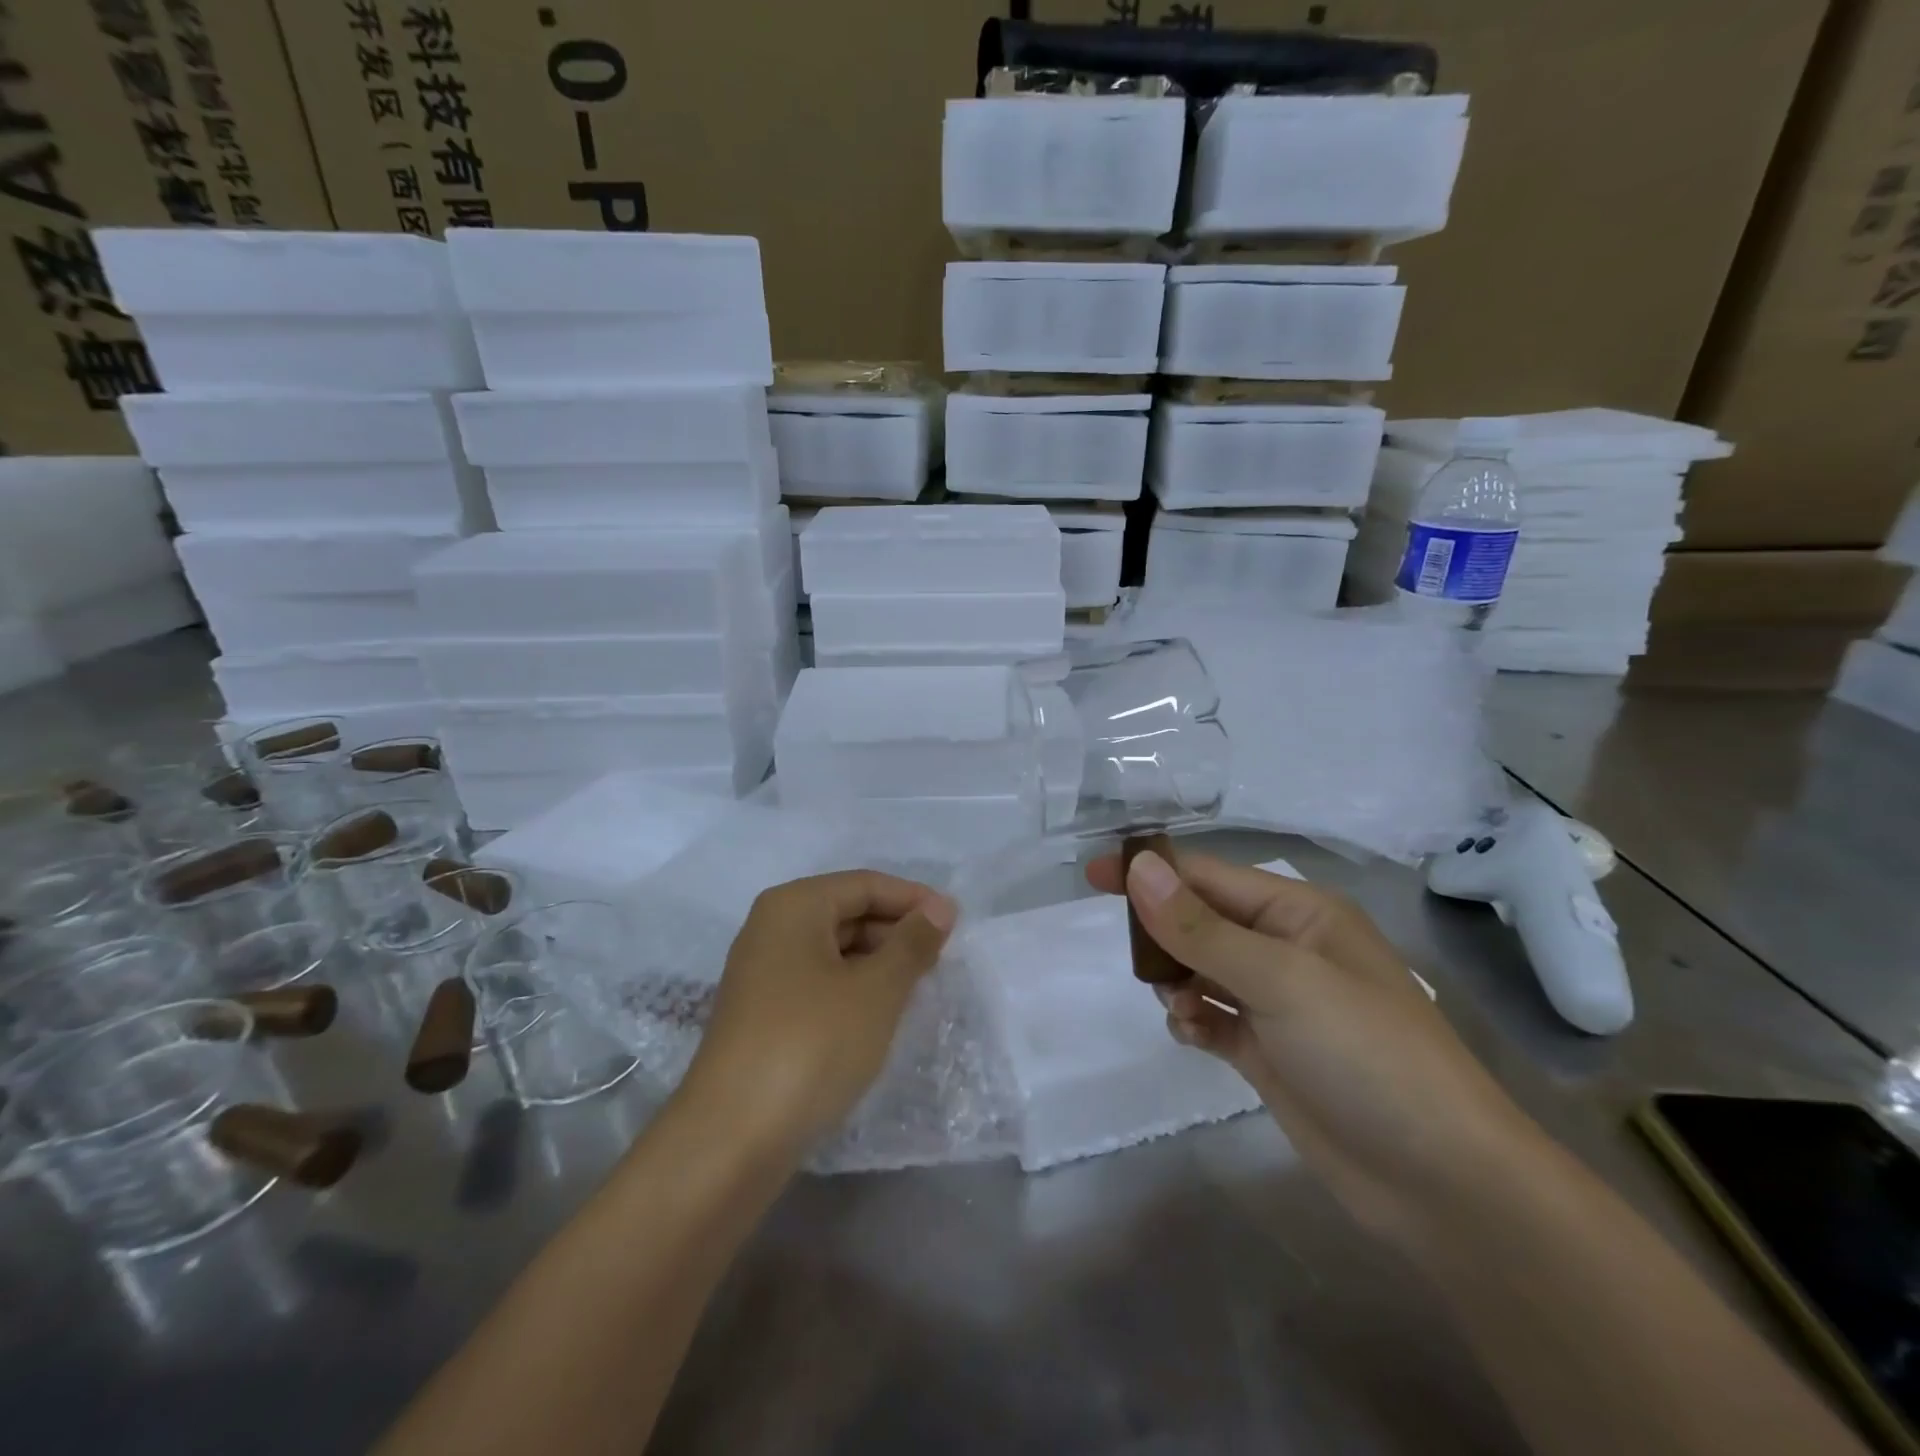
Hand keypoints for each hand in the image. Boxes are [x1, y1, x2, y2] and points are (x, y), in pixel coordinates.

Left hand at [680, 870, 956, 1158]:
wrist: (730, 1140)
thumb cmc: (811, 1045)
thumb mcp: (876, 990)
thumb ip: (912, 943)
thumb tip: (940, 908)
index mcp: (794, 906)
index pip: (865, 884)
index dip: (913, 899)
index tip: (956, 924)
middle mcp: (771, 928)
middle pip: (846, 912)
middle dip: (896, 931)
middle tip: (942, 958)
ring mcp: (761, 973)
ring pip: (833, 950)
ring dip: (877, 962)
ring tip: (919, 987)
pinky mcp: (761, 1015)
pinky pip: (818, 982)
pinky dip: (853, 989)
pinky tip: (880, 1015)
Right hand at [1089, 847, 1544, 1248]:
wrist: (1443, 1183)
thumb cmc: (1366, 1055)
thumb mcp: (1280, 980)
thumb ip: (1200, 928)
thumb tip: (1138, 867)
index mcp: (1299, 913)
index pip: (1208, 876)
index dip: (1151, 872)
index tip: (1092, 878)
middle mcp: (1287, 948)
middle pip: (1201, 920)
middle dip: (1163, 933)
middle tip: (1135, 960)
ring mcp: (1278, 1003)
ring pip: (1201, 969)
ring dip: (1176, 982)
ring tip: (1177, 1008)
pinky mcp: (1270, 1051)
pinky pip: (1213, 1017)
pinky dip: (1194, 1020)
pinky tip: (1193, 1035)